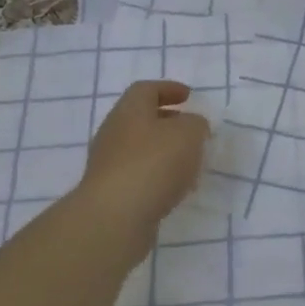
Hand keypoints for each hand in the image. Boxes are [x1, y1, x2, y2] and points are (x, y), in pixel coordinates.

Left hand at [79, 80, 210, 231]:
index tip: (188, 96)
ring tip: (190, 162)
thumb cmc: (153, 163)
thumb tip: (193, 126)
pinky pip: (138, 175)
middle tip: (191, 129)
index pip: (146, 90)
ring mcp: (109, 164)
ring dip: (165, 152)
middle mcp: (114, 133)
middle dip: (167, 122)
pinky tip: (175, 189)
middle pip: (140, 119)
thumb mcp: (188, 134)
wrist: (115, 217)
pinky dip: (158, 176)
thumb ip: (196, 124)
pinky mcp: (111, 192)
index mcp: (129, 111)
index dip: (168, 89)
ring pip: (140, 149)